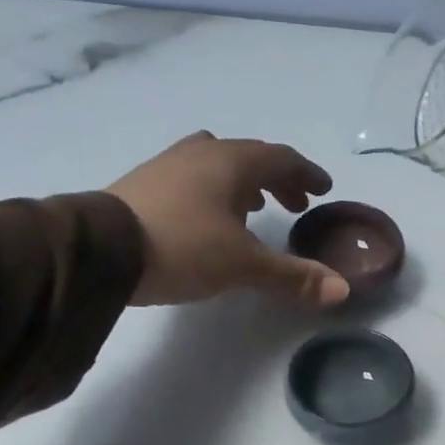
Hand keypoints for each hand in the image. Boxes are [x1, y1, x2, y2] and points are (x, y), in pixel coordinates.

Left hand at [106, 132, 349, 307]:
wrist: (102, 250)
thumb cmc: (184, 247)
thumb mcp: (244, 266)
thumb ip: (293, 276)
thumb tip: (342, 290)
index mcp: (232, 163)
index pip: (281, 159)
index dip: (306, 173)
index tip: (323, 188)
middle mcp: (202, 154)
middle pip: (250, 157)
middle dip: (277, 179)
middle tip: (296, 203)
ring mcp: (169, 164)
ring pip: (218, 164)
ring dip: (244, 183)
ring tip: (255, 208)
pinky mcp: (144, 183)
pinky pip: (192, 177)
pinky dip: (213, 190)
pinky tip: (208, 217)